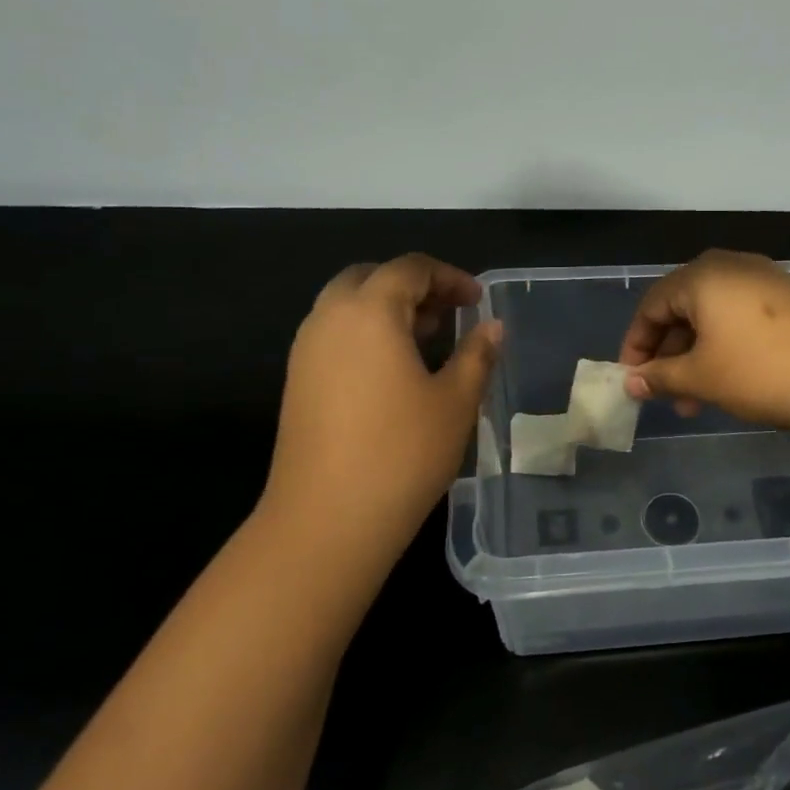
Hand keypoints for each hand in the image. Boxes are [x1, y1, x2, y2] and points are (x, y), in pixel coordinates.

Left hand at [256, 254, 501, 560]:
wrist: (327, 519)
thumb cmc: (403, 452)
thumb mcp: (456, 400)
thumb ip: (477, 354)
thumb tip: (493, 327)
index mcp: (369, 312)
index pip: (410, 269)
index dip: (450, 277)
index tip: (478, 301)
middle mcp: (329, 319)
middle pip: (370, 278)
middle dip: (412, 286)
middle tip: (449, 314)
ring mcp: (305, 351)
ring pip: (346, 307)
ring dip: (387, 310)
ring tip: (428, 341)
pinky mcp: (297, 382)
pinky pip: (334, 336)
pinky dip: (366, 334)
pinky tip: (395, 372)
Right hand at [617, 249, 789, 435]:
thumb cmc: (760, 371)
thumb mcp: (701, 377)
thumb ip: (659, 376)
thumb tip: (630, 382)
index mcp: (702, 276)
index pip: (651, 305)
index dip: (635, 344)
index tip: (632, 379)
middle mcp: (731, 267)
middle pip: (682, 309)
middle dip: (668, 355)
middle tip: (664, 394)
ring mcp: (764, 280)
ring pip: (712, 317)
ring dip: (696, 357)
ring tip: (695, 402)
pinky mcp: (788, 299)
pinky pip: (740, 318)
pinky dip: (724, 348)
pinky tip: (728, 382)